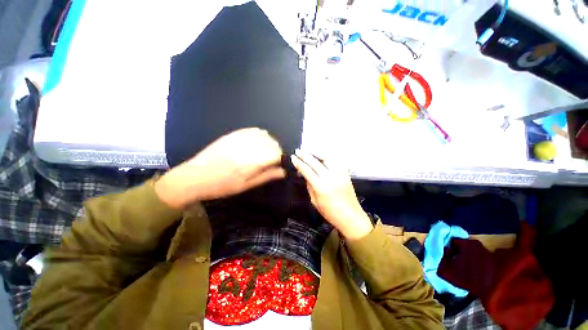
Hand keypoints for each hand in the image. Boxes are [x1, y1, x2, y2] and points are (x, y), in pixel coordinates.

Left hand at [155, 128, 285, 208]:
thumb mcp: (246, 185)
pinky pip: (252, 130)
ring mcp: (240, 138)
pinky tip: (256, 142)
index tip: (278, 164)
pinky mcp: (232, 134)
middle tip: (271, 159)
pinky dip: (259, 135)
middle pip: (272, 143)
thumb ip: (266, 176)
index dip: (281, 159)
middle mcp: (248, 147)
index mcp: (252, 162)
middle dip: (276, 150)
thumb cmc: (222, 186)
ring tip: (264, 151)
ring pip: (264, 135)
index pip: (276, 153)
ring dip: (269, 142)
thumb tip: (283, 172)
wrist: (194, 177)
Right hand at [291, 149, 372, 240]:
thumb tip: (306, 176)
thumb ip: (310, 187)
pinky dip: (327, 156)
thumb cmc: (331, 213)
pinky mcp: (346, 173)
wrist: (351, 217)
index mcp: (321, 187)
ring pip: (327, 158)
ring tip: (309, 150)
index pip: (307, 171)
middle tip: (298, 151)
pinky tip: (322, 155)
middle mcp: (331, 178)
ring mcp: (340, 174)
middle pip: (315, 162)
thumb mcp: (315, 202)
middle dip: (305, 155)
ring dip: (317, 152)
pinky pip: (336, 161)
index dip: (299, 163)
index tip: (293, 157)